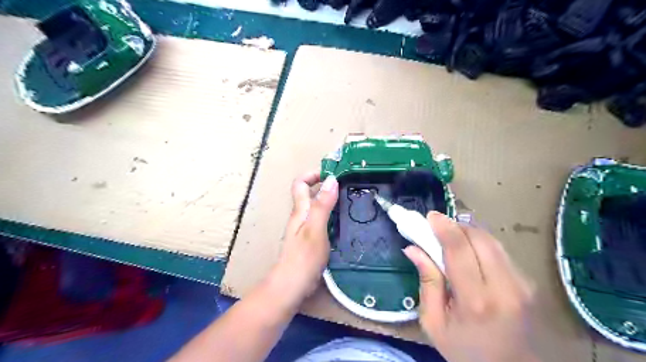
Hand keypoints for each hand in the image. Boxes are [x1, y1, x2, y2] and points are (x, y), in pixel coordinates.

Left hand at [268, 172, 338, 306]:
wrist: (292, 286)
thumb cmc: (304, 257)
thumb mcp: (315, 228)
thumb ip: (322, 205)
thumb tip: (331, 179)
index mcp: (300, 210)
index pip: (300, 183)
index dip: (313, 174)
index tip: (332, 173)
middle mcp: (301, 216)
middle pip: (309, 193)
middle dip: (325, 185)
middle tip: (348, 186)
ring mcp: (305, 228)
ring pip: (317, 207)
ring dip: (330, 200)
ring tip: (350, 200)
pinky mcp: (311, 240)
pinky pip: (321, 220)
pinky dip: (332, 215)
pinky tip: (345, 221)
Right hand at [402, 213, 540, 361]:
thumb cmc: (466, 351)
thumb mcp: (434, 323)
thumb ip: (426, 282)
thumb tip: (413, 249)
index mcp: (475, 301)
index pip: (459, 249)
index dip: (444, 227)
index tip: (430, 216)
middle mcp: (504, 288)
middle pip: (479, 238)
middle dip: (456, 226)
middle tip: (438, 227)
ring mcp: (522, 285)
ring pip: (492, 241)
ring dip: (469, 232)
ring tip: (452, 237)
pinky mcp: (530, 284)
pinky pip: (501, 252)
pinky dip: (482, 244)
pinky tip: (470, 253)